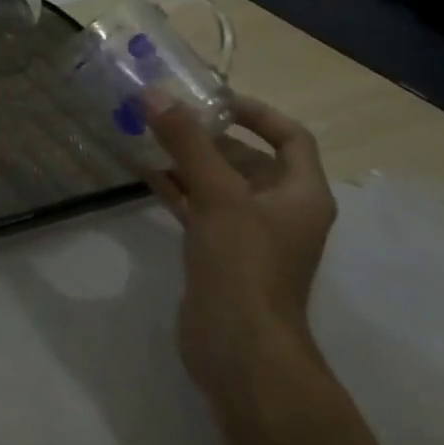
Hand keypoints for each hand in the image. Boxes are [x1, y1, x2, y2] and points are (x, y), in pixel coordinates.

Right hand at [142, 93, 336, 409]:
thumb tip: (155, 96)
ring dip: (187, 159)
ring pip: (218, 183)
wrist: (240, 349)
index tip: (212, 98)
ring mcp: (249, 234)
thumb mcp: (218, 195)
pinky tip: (142, 170)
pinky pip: (199, 207)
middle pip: (248, 158)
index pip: (289, 137)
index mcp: (301, 194)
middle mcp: (280, 209)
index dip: (256, 112)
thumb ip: (187, 143)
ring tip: (146, 134)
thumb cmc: (244, 264)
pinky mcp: (220, 252)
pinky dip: (176, 187)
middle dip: (208, 134)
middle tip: (165, 113)